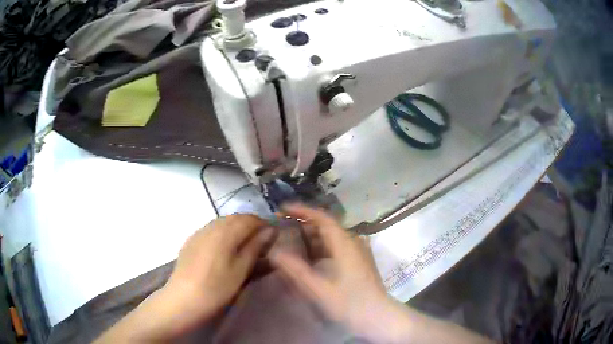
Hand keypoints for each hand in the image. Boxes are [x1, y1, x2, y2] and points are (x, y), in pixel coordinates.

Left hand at [164, 215, 274, 326]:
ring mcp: (198, 233)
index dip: (263, 224)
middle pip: (235, 218)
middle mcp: (210, 226)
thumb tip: (270, 231)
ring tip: (245, 246)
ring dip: (237, 229)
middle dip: (251, 226)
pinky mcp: (191, 241)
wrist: (183, 299)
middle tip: (261, 243)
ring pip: (222, 223)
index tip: (274, 237)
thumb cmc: (216, 288)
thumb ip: (255, 247)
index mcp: (224, 232)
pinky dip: (223, 234)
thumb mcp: (241, 270)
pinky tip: (225, 249)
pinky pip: (211, 230)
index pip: (249, 219)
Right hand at [269, 204, 403, 341]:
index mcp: (345, 244)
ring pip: (332, 238)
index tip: (283, 209)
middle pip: (327, 227)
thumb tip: (274, 253)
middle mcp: (353, 243)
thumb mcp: (319, 290)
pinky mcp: (359, 262)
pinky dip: (320, 249)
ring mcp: (358, 252)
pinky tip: (310, 259)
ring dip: (312, 238)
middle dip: (304, 225)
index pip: (322, 218)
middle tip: (282, 228)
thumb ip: (296, 271)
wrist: (379, 318)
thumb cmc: (350, 304)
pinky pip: (337, 248)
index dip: (302, 210)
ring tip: (291, 243)